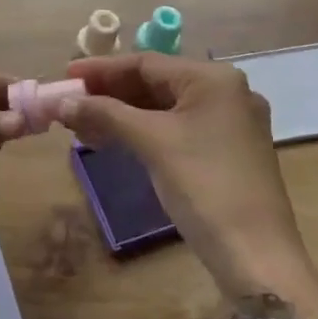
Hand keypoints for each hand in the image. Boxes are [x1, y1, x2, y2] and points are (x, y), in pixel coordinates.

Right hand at [60, 53, 317, 318]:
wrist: (256, 256)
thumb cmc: (204, 186)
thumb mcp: (152, 143)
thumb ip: (105, 115)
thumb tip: (61, 102)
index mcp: (214, 80)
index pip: (147, 62)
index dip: (101, 69)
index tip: (65, 77)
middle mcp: (226, 93)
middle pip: (155, 83)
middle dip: (109, 93)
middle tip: (69, 104)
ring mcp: (228, 124)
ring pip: (163, 108)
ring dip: (121, 114)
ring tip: (81, 126)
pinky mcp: (225, 152)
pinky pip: (174, 129)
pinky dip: (142, 132)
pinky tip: (112, 141)